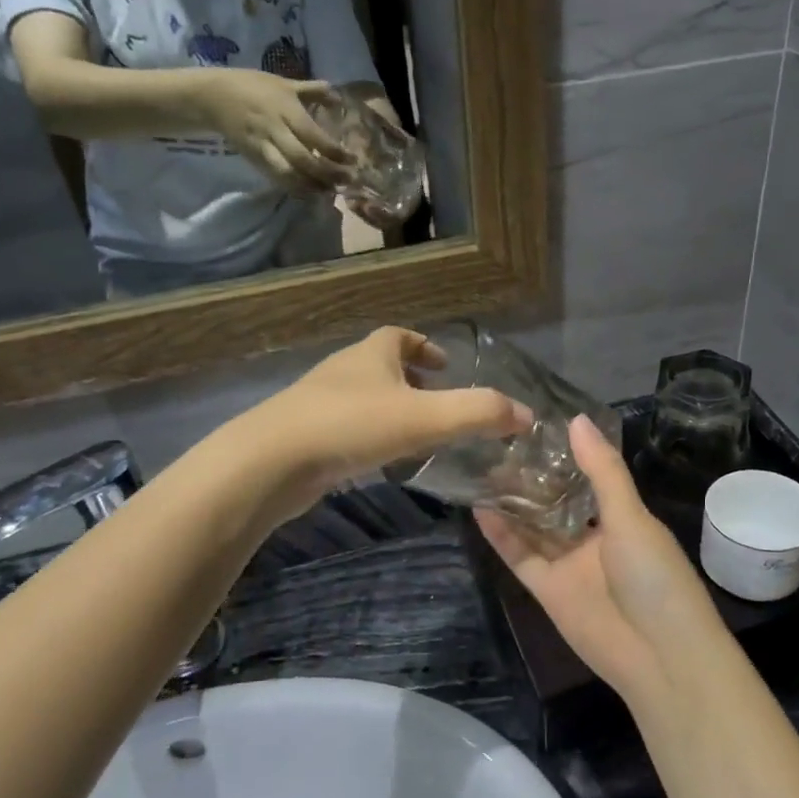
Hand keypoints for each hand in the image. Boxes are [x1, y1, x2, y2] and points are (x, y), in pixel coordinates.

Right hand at [193, 70, 353, 191]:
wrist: (213, 97)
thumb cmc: (253, 86)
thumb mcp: (283, 83)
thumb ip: (312, 90)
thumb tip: (337, 95)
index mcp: (285, 108)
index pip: (313, 135)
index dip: (334, 151)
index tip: (351, 160)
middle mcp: (275, 129)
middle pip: (303, 159)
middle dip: (327, 174)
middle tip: (346, 181)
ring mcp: (263, 146)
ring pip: (289, 173)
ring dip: (312, 186)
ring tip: (330, 190)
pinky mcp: (254, 159)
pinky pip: (276, 178)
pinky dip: (294, 188)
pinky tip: (309, 192)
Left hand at [240, 327, 532, 517]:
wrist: (271, 462)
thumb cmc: (352, 426)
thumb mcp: (426, 417)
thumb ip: (479, 413)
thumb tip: (527, 415)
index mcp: (371, 354)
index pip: (399, 336)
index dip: (424, 345)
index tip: (445, 364)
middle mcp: (344, 370)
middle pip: (380, 365)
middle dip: (410, 379)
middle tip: (437, 402)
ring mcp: (319, 403)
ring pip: (362, 397)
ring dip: (389, 409)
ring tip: (415, 434)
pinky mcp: (304, 435)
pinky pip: (345, 427)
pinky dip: (368, 435)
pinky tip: (379, 461)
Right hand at [476, 416, 725, 712]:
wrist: (660, 657)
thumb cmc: (655, 577)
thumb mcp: (631, 517)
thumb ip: (602, 472)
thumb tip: (576, 419)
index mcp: (622, 518)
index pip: (588, 477)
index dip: (564, 455)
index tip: (534, 425)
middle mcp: (593, 538)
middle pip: (555, 502)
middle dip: (531, 478)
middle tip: (496, 443)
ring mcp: (569, 565)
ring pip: (533, 528)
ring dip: (511, 503)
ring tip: (481, 468)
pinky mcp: (547, 591)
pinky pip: (520, 557)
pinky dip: (501, 535)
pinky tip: (479, 507)